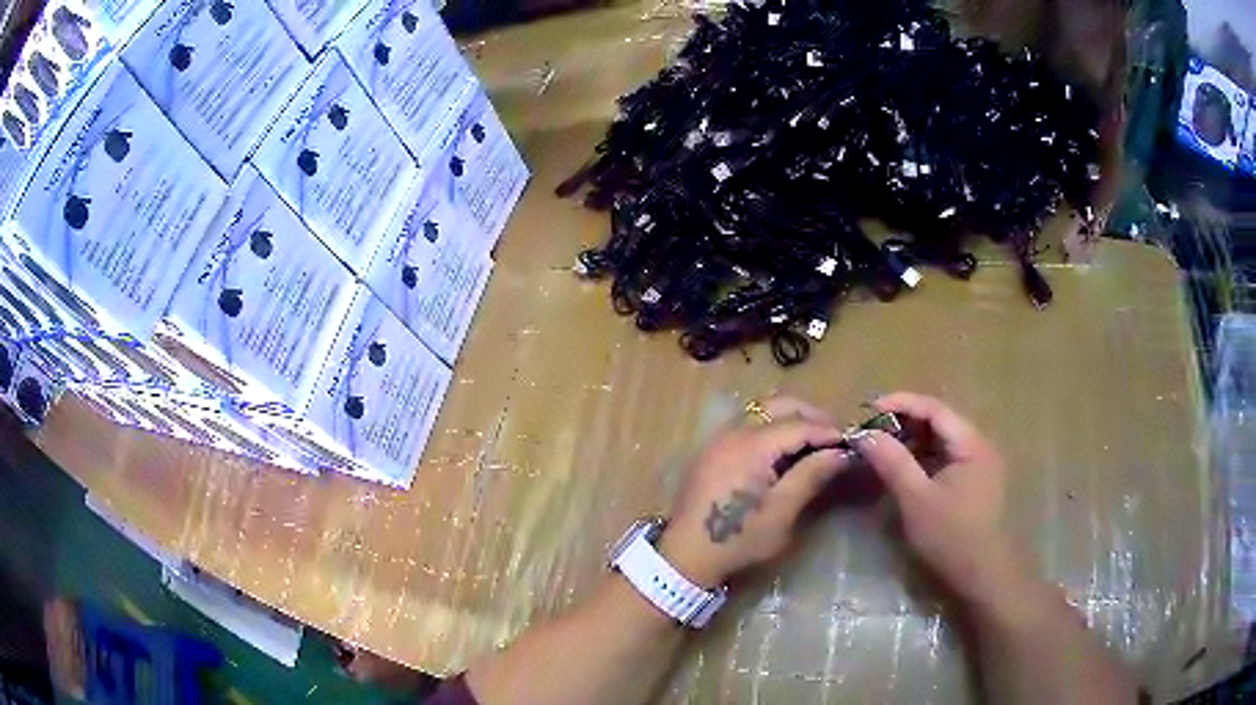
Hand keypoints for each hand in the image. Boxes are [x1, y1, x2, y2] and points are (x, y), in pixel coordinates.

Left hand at [657, 396, 852, 587]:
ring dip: (789, 419)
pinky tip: (782, 452)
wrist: (685, 556)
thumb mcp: (782, 511)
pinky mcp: (711, 451)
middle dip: (810, 416)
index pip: (799, 424)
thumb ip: (811, 475)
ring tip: (812, 443)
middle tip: (833, 437)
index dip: (828, 431)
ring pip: (760, 411)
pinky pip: (746, 425)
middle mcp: (733, 431)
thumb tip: (842, 452)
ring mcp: (718, 439)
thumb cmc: (738, 538)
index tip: (852, 441)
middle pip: (778, 405)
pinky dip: (770, 429)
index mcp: (752, 445)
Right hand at [853, 393, 1027, 606]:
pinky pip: (944, 458)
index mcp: (970, 443)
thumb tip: (865, 435)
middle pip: (938, 420)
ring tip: (882, 448)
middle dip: (904, 421)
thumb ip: (893, 462)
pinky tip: (903, 468)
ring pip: (941, 440)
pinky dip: (922, 458)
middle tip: (871, 430)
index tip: (868, 409)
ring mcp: (977, 464)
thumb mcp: (916, 499)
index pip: (934, 408)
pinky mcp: (972, 482)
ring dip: (912, 440)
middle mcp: (978, 445)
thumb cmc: (951, 536)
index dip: (900, 403)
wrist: (982, 574)